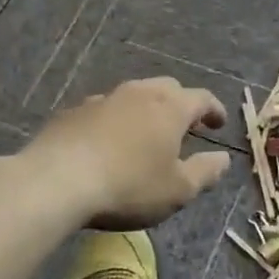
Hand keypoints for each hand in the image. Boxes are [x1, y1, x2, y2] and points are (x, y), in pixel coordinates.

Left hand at [27, 78, 231, 229]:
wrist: (55, 182)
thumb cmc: (128, 186)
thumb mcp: (178, 190)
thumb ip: (205, 172)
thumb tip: (223, 158)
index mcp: (170, 107)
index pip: (202, 98)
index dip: (214, 110)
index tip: (218, 123)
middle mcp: (139, 93)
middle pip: (167, 88)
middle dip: (180, 104)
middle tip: (185, 126)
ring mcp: (103, 99)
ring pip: (133, 96)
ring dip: (145, 110)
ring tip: (145, 133)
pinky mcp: (73, 112)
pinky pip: (103, 110)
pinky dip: (114, 121)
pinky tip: (108, 142)